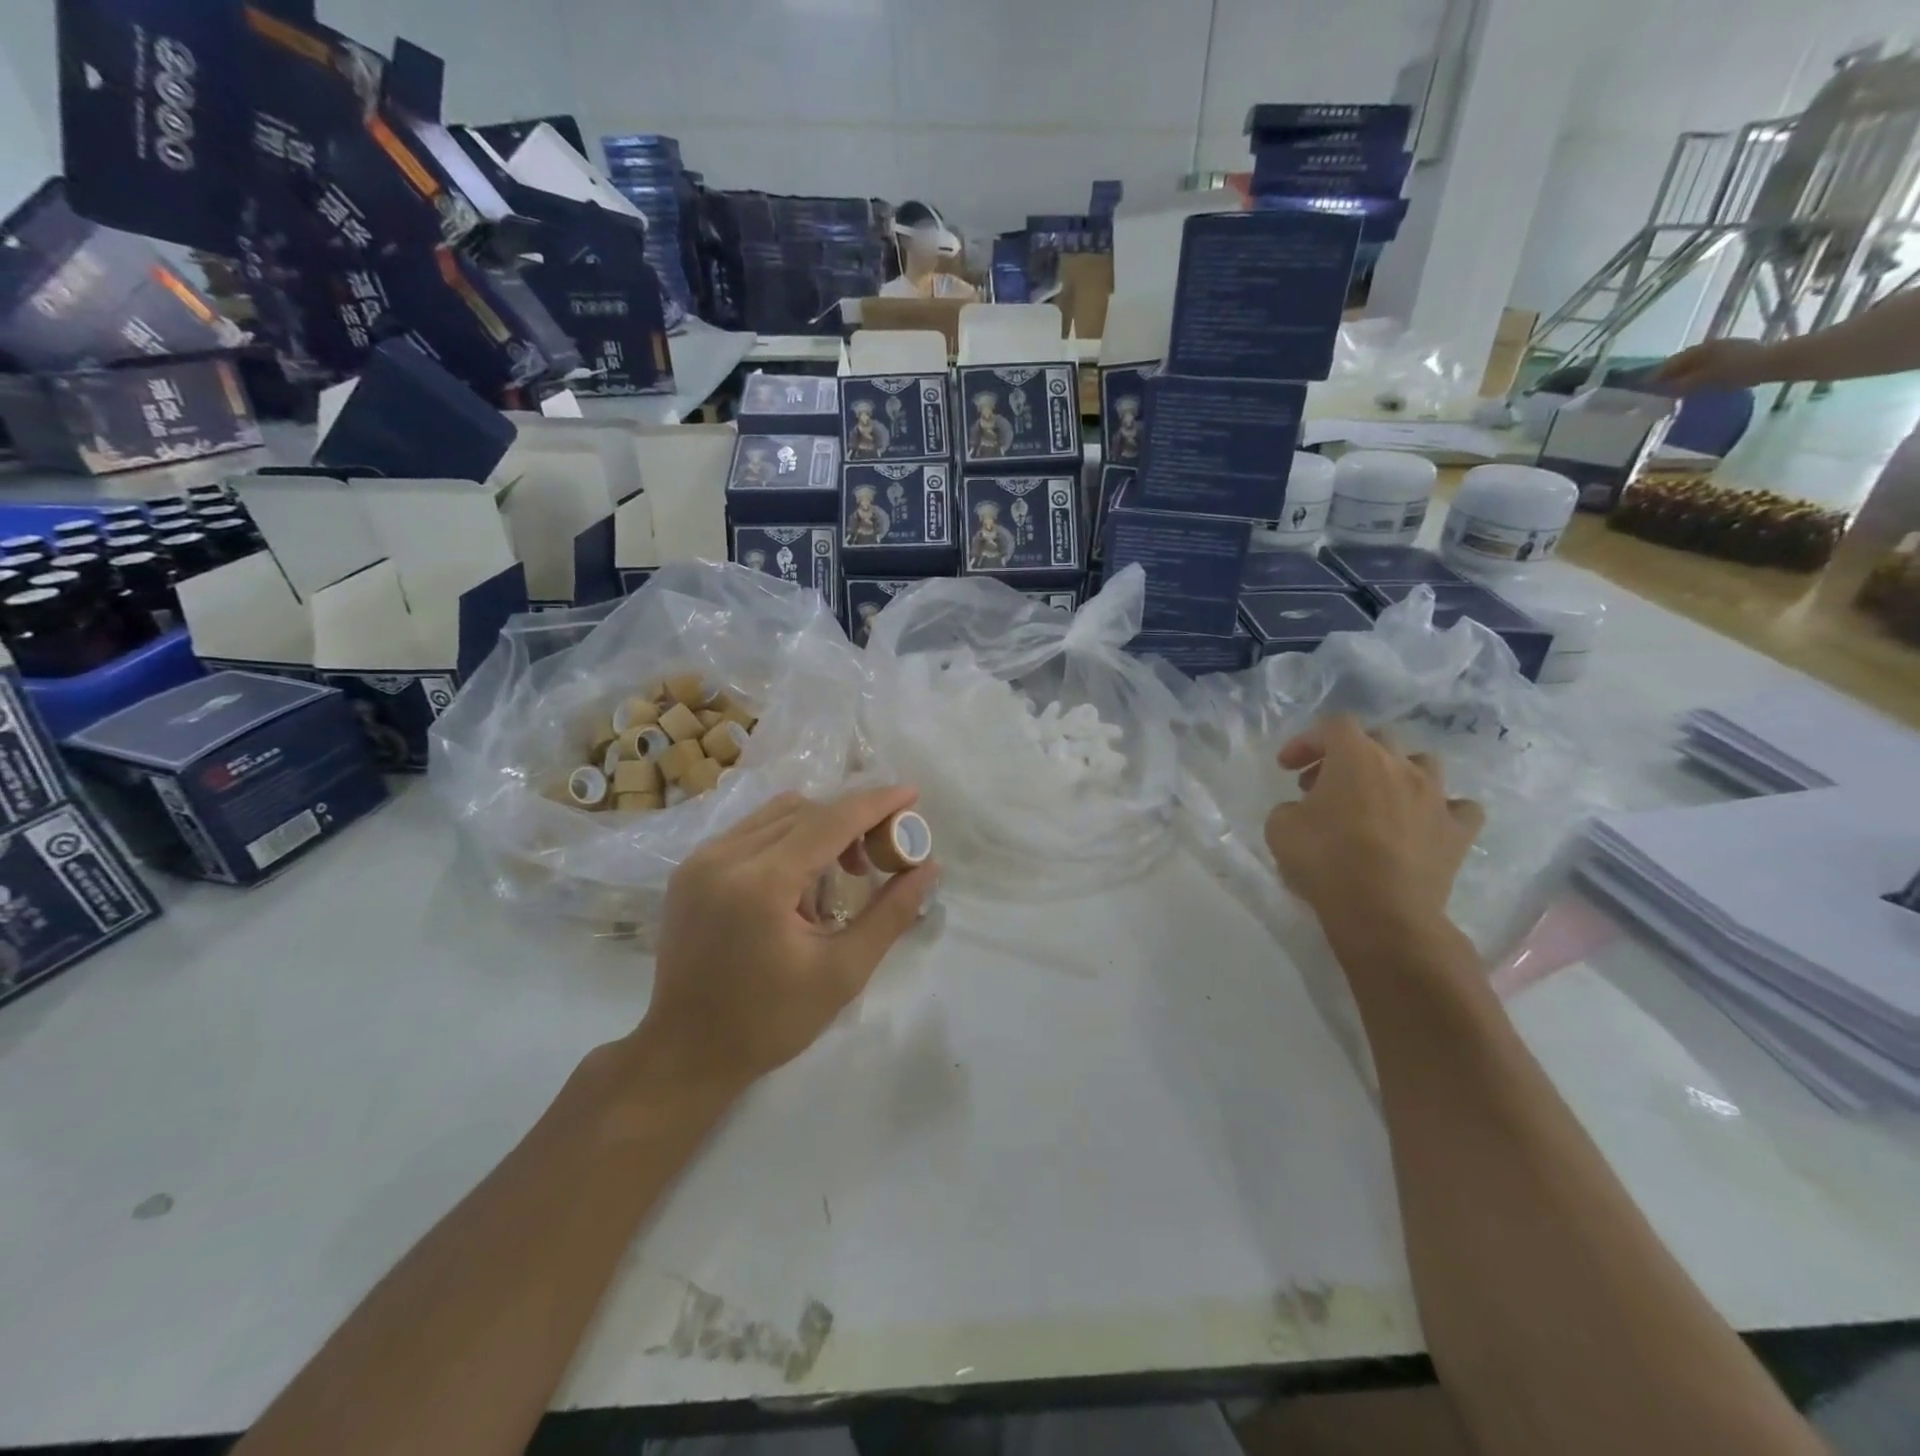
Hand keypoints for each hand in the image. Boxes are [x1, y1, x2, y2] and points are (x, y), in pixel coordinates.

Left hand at [634, 788, 938, 1092]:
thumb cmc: (770, 1021)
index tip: (912, 793)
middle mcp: (725, 856)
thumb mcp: (843, 972)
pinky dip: (788, 840)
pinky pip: (752, 831)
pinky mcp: (691, 868)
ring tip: (841, 873)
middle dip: (851, 821)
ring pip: (777, 815)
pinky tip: (799, 883)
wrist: (685, 1053)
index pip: (831, 821)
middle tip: (882, 853)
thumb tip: (929, 867)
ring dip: (819, 828)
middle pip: (806, 811)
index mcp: (762, 884)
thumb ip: (890, 914)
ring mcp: (701, 859)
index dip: (876, 803)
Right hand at [1264, 716, 1484, 934]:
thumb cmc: (1325, 861)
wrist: (1382, 912)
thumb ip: (1291, 807)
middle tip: (1323, 785)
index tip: (1287, 768)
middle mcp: (1401, 766)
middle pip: (1378, 739)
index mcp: (1356, 757)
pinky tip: (1423, 824)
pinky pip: (1459, 807)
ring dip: (1397, 774)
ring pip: (1423, 763)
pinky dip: (1441, 810)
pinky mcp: (1458, 832)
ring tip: (1377, 799)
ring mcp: (1436, 797)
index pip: (1333, 725)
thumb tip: (1304, 810)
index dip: (1307, 741)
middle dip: (1347, 756)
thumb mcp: (1279, 828)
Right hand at [1650, 338, 1776, 390]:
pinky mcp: (1736, 356)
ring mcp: (1724, 350)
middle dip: (1668, 375)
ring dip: (1682, 376)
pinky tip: (1696, 385)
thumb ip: (1681, 385)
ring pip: (1695, 365)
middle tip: (1654, 390)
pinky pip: (1707, 367)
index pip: (1669, 363)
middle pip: (1682, 363)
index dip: (1654, 376)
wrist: (1777, 363)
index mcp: (1700, 350)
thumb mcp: (1705, 379)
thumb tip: (1659, 391)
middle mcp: (1710, 346)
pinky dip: (1697, 376)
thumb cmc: (1738, 369)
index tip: (1641, 388)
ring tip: (1673, 390)